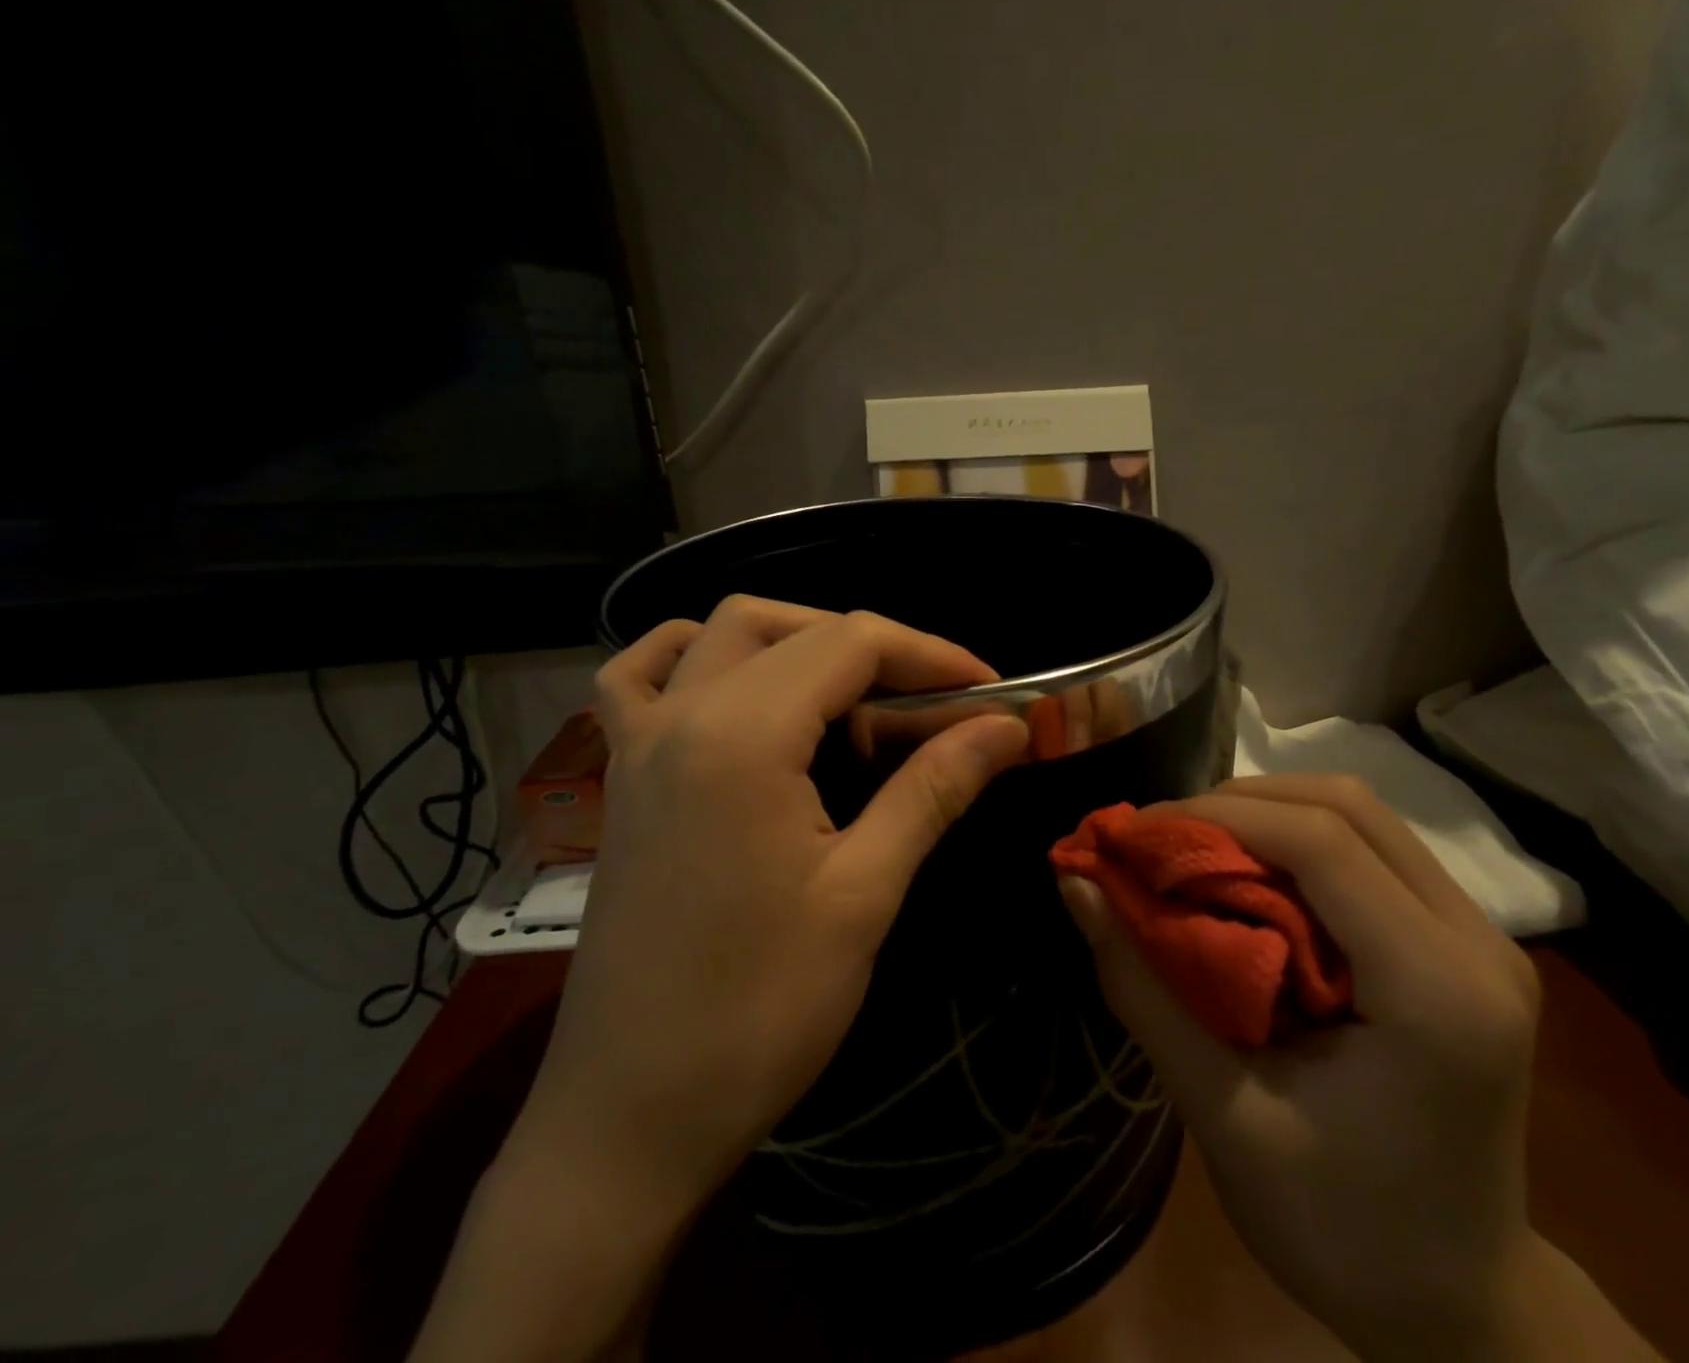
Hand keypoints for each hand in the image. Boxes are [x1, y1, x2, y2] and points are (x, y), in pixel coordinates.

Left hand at [412, 598, 1027, 1362]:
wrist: (629, 1116)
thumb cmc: (758, 1012)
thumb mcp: (863, 893)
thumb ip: (933, 789)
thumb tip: (1008, 728)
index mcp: (742, 735)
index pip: (852, 642)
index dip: (932, 655)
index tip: (993, 693)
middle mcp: (683, 713)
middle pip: (795, 629)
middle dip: (879, 649)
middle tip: (936, 703)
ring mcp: (639, 740)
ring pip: (722, 633)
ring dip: (797, 638)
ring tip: (854, 692)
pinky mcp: (622, 776)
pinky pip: (641, 676)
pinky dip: (695, 656)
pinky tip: (733, 684)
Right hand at [1058, 773, 1541, 1359]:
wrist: (1461, 1305)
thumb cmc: (1344, 1230)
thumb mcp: (1224, 1116)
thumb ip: (1143, 988)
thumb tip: (1075, 882)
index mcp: (1439, 994)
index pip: (1323, 843)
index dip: (1217, 816)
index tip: (1135, 832)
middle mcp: (1477, 942)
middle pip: (1346, 806)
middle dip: (1236, 802)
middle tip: (1159, 838)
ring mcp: (1482, 935)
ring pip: (1360, 814)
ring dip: (1264, 813)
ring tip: (1193, 848)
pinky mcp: (1463, 940)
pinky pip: (1369, 847)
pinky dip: (1293, 840)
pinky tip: (1246, 876)